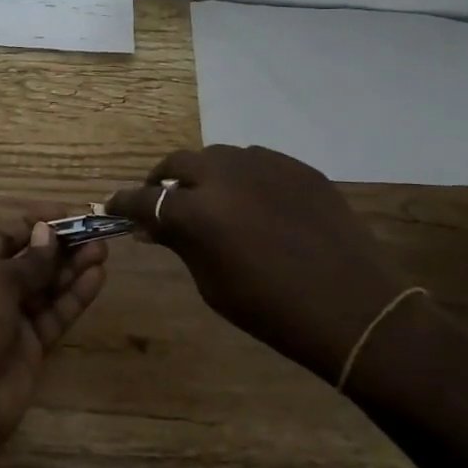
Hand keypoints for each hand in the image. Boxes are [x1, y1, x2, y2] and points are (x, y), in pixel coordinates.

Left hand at [0, 216, 107, 452]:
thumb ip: (28, 261)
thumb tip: (47, 233)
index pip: (5, 235)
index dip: (35, 223)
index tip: (69, 214)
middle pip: (31, 260)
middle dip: (60, 246)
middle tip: (95, 233)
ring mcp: (12, 319)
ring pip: (47, 286)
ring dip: (73, 267)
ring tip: (102, 251)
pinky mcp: (32, 345)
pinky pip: (56, 314)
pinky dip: (75, 296)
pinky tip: (97, 278)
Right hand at [109, 145, 406, 381]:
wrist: (354, 309)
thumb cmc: (272, 310)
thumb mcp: (212, 284)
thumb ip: (180, 245)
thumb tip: (154, 226)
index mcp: (197, 211)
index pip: (144, 199)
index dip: (124, 203)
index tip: (113, 206)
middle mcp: (225, 176)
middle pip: (178, 164)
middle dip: (161, 180)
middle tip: (160, 200)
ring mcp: (264, 165)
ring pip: (218, 157)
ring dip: (203, 175)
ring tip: (209, 198)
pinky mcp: (297, 167)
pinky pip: (256, 162)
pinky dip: (241, 177)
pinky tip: (252, 201)